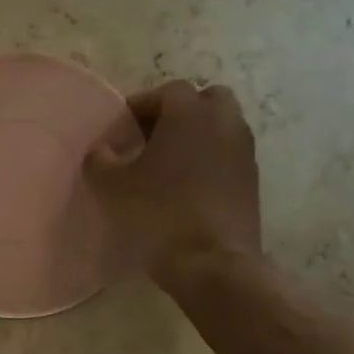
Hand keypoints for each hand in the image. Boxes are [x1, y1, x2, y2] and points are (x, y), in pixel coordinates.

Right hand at [85, 80, 262, 281]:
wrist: (212, 262)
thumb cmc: (159, 213)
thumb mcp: (114, 186)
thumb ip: (100, 159)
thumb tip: (101, 149)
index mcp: (190, 113)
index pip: (167, 91)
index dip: (142, 105)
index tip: (123, 128)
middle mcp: (224, 122)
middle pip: (205, 100)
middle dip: (180, 113)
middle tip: (152, 138)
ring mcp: (244, 150)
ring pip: (221, 126)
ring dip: (197, 136)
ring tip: (169, 164)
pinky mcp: (252, 179)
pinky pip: (229, 154)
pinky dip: (211, 159)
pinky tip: (188, 186)